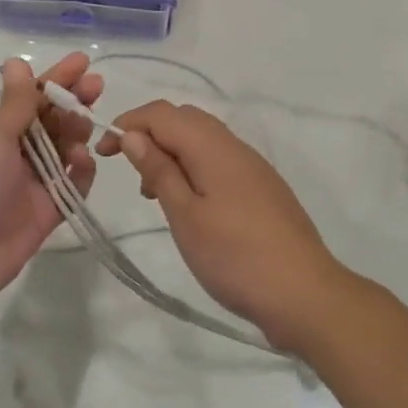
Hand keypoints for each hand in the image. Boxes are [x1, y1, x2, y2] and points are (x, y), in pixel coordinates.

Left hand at [0, 53, 100, 313]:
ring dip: (76, 132)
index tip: (83, 62)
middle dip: (73, 101)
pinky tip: (83, 159)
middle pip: (50, 119)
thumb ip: (17, 101)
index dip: (56, 78)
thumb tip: (16, 61)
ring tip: (86, 124)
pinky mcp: (45, 211)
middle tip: (97, 87)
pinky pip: (71, 185)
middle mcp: (11, 152)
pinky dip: (81, 171)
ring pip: (63, 149)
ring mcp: (29, 182)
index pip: (29, 96)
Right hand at [97, 102, 349, 351]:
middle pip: (184, 119)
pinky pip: (220, 160)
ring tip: (154, 194)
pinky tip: (190, 205)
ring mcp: (253, 166)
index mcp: (213, 146)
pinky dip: (195, 168)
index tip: (103, 152)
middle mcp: (234, 146)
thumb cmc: (235, 257)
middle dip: (150, 134)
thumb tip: (133, 135)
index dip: (128, 123)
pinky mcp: (262, 187)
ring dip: (172, 153)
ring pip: (203, 139)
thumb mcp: (186, 215)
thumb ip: (159, 170)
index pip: (162, 113)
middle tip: (130, 172)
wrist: (304, 294)